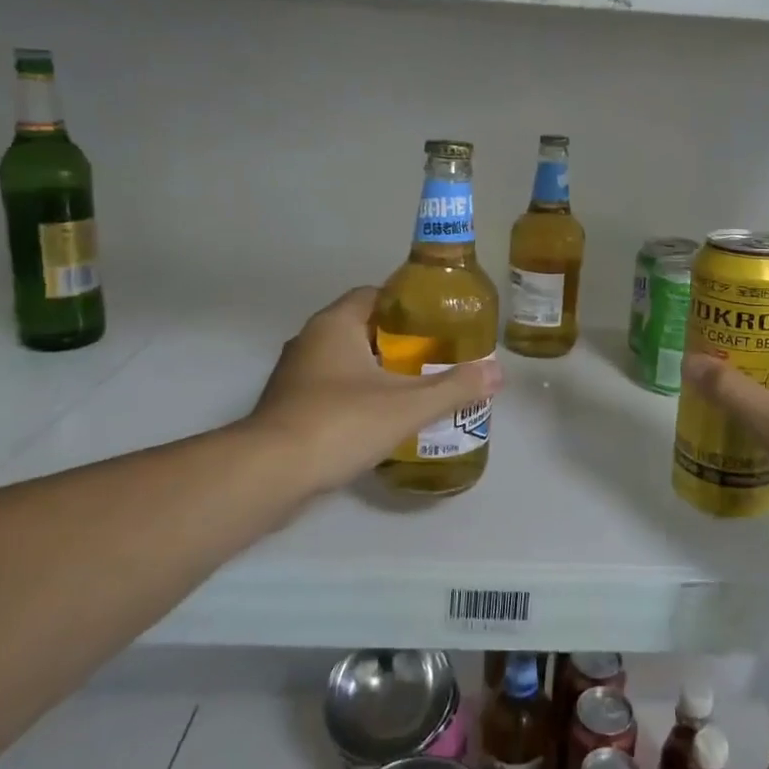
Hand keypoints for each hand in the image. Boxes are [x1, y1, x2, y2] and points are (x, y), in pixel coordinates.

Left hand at [247, 288, 503, 494]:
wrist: (270, 474)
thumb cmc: (339, 423)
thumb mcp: (407, 405)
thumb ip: (454, 387)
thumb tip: (498, 372)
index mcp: (335, 324)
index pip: (374, 295)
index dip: (407, 304)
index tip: (437, 321)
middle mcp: (310, 341)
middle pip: (362, 328)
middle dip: (398, 341)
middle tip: (435, 357)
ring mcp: (295, 376)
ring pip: (345, 362)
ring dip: (376, 371)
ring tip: (415, 388)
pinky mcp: (288, 408)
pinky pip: (331, 390)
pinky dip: (356, 397)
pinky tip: (381, 420)